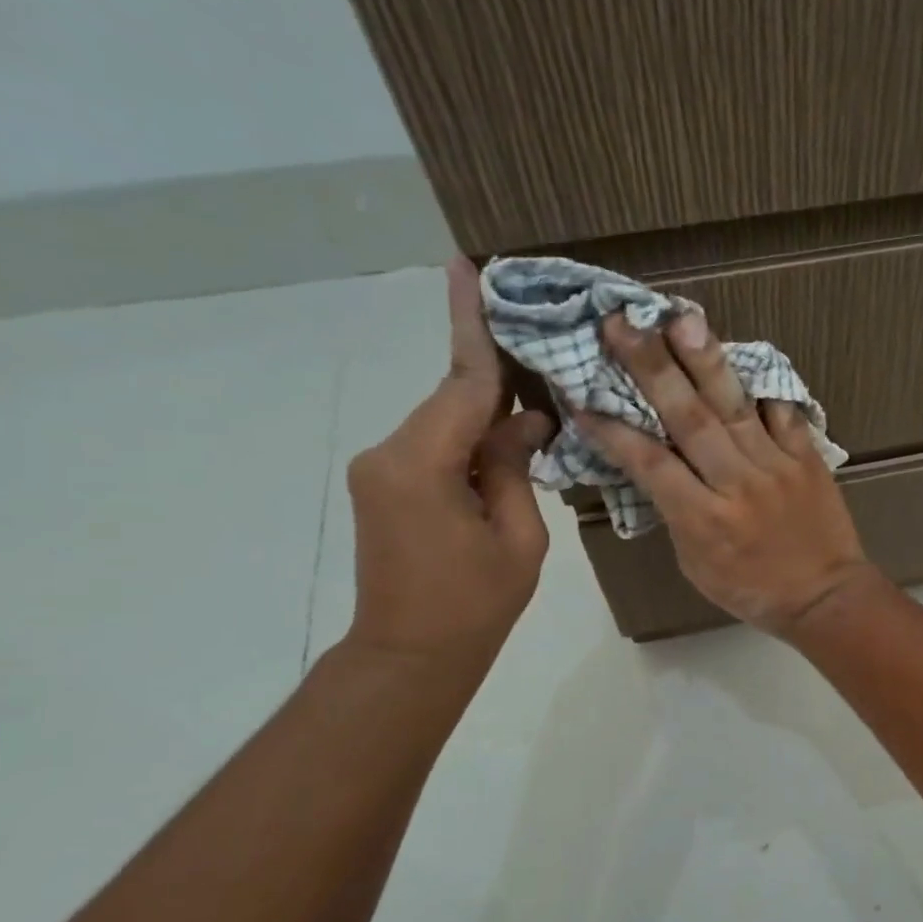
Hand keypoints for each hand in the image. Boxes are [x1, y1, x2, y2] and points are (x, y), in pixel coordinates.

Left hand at [342, 259, 554, 675]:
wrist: (410, 656)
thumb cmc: (473, 604)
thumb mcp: (518, 538)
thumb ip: (517, 468)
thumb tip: (525, 420)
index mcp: (422, 464)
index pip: (461, 382)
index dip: (472, 324)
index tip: (467, 265)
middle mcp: (390, 453)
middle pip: (452, 397)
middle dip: (496, 374)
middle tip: (540, 339)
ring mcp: (382, 468)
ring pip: (445, 421)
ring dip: (488, 413)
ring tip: (540, 403)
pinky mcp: (385, 485)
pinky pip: (435, 444)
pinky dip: (472, 439)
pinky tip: (509, 442)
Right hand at [578, 310, 877, 635]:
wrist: (827, 597)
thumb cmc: (752, 590)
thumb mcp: (696, 566)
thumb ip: (676, 514)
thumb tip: (655, 467)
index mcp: (703, 520)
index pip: (651, 464)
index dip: (614, 430)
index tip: (581, 396)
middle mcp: (737, 485)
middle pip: (689, 420)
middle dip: (652, 369)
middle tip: (622, 324)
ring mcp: (776, 467)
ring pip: (734, 407)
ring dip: (705, 361)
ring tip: (681, 319)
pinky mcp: (807, 458)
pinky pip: (783, 414)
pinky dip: (763, 386)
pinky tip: (741, 354)